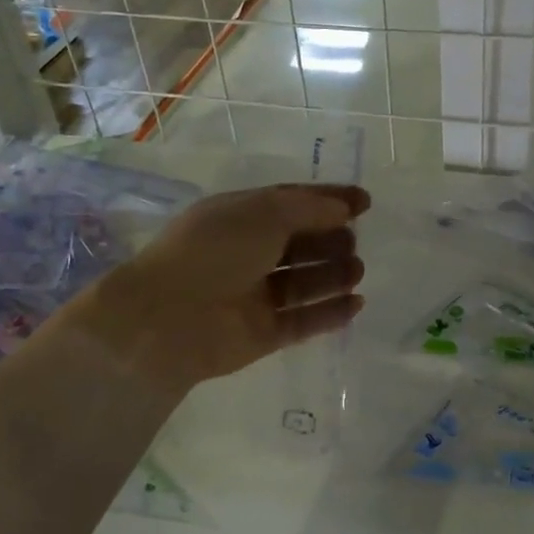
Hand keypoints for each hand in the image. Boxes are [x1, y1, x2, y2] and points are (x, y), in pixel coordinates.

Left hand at [63, 183, 369, 390]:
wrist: (168, 317)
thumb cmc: (215, 250)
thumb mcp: (264, 212)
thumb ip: (309, 208)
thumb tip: (343, 210)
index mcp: (241, 216)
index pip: (291, 202)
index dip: (328, 200)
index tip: (365, 202)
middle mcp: (248, 253)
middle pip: (300, 242)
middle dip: (331, 238)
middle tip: (353, 241)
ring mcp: (255, 295)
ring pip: (304, 282)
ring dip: (334, 274)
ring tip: (357, 270)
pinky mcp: (262, 334)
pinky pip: (303, 320)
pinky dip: (330, 312)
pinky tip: (357, 304)